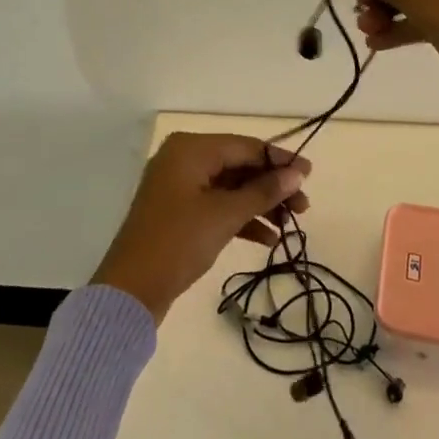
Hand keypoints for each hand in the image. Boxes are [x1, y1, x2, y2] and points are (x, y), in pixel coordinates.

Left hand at [90, 132, 311, 323]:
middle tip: (303, 208)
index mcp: (191, 148)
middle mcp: (184, 159)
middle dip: (271, 187)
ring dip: (260, 205)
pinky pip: (217, 206)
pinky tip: (267, 239)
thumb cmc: (178, 242)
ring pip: (230, 188)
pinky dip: (241, 219)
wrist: (129, 292)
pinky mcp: (178, 213)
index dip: (279, 161)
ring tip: (290, 227)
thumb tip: (297, 173)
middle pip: (239, 166)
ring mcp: (179, 187)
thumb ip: (263, 192)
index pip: (246, 146)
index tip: (309, 175)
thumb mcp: (225, 215)